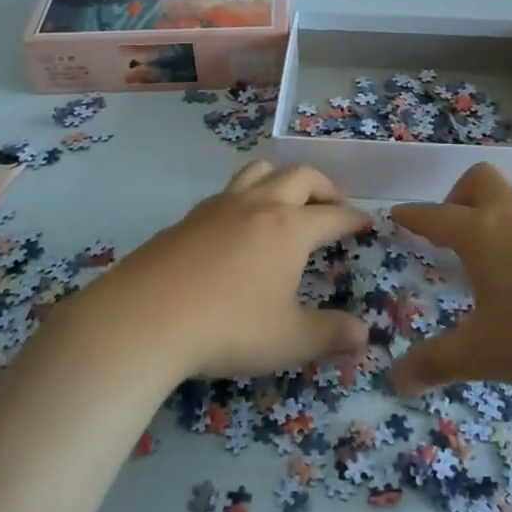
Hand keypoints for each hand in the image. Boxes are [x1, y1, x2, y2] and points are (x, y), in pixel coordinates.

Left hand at [87, 161, 369, 379]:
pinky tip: (238, 226)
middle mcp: (258, 205)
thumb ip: (330, 335)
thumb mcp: (288, 340)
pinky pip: (227, 192)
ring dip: (282, 178)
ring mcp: (218, 207)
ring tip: (287, 199)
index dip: (354, 218)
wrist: (145, 317)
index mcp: (289, 228)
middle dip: (324, 186)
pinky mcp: (187, 218)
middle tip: (333, 204)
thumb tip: (364, 335)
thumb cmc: (228, 327)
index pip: (333, 215)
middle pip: (299, 176)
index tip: (366, 222)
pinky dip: (246, 197)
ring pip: (258, 170)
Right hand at [389, 162, 511, 394]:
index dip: (412, 216)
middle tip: (456, 231)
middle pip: (479, 180)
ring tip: (504, 260)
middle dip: (458, 196)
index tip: (397, 215)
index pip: (435, 216)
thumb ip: (438, 363)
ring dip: (501, 215)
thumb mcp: (487, 354)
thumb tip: (395, 379)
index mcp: (482, 233)